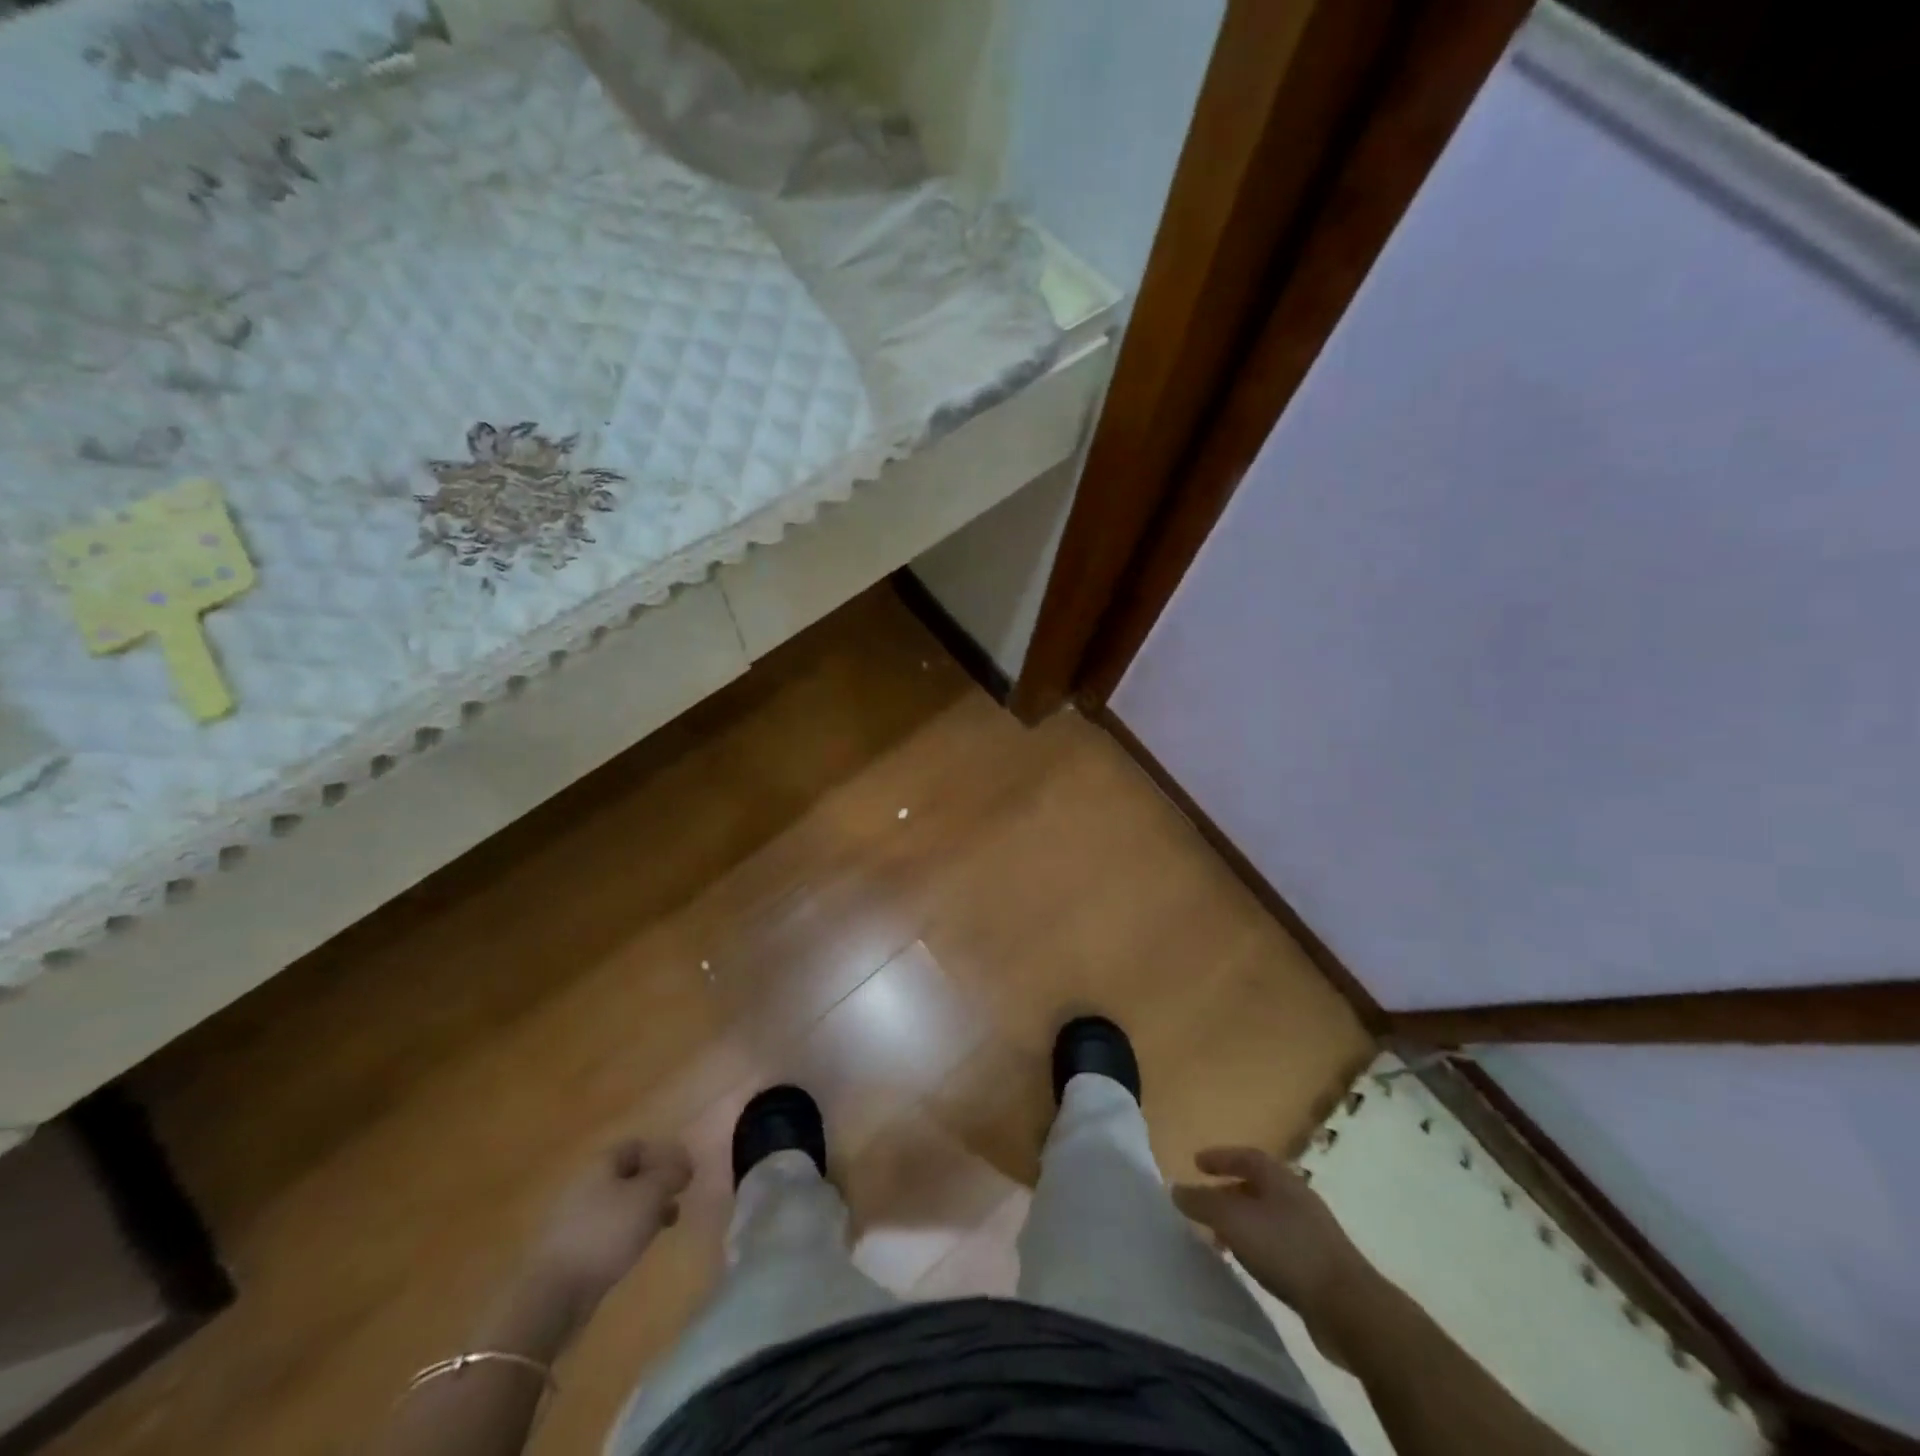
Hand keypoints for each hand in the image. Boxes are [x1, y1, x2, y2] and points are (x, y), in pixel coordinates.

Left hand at [524, 1138, 692, 1319]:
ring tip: (665, 1227)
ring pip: (620, 1202)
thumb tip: (685, 1162)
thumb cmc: (606, 1233)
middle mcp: (585, 1182)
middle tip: (678, 1200)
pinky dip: (626, 1231)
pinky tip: (637, 1247)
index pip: (639, 1145)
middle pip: (629, 1174)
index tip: (684, 1176)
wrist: (553, 1294)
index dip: (664, 1155)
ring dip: (645, 1209)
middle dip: (656, 1185)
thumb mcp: (649, 1196)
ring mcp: (574, 1216)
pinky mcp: (570, 1246)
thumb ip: (671, 1174)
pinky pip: (607, 1227)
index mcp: (601, 1162)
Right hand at [1172, 1146, 1377, 1348]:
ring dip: (1241, 1222)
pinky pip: (1278, 1244)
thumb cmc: (1288, 1250)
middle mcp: (1296, 1196)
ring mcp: (1311, 1231)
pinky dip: (1257, 1246)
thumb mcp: (1234, 1221)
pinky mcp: (1319, 1264)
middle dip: (1227, 1192)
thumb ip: (1202, 1203)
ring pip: (1266, 1216)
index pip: (1245, 1156)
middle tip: (1203, 1205)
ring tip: (1219, 1240)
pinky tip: (1249, 1265)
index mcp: (1279, 1177)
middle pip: (1256, 1186)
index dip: (1219, 1157)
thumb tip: (1175, 1188)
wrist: (1350, 1308)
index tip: (1196, 1163)